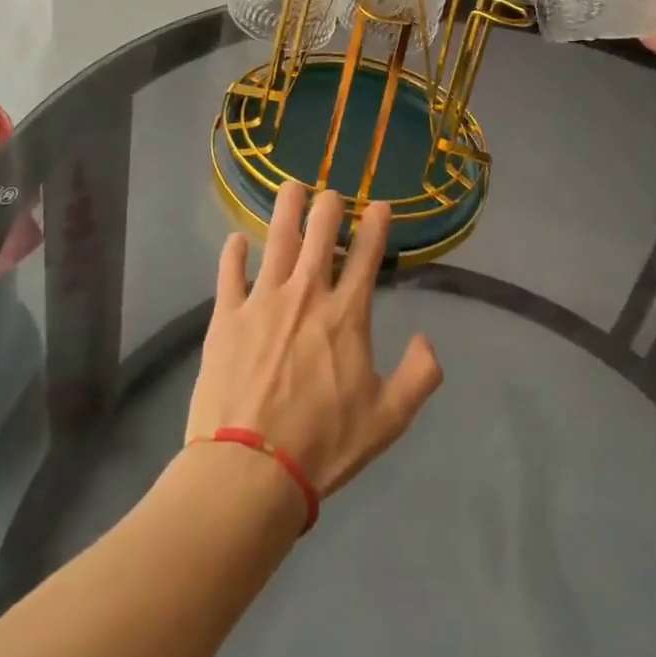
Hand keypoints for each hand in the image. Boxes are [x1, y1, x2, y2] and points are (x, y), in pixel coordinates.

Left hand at [186, 182, 442, 502]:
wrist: (250, 469)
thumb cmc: (323, 443)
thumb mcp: (388, 419)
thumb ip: (419, 376)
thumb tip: (428, 341)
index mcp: (346, 314)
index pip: (367, 255)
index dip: (376, 225)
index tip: (380, 205)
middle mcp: (307, 294)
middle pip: (319, 234)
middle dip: (329, 207)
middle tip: (332, 194)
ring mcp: (263, 300)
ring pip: (277, 240)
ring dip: (286, 210)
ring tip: (291, 187)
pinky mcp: (227, 316)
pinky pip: (230, 272)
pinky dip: (234, 253)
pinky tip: (237, 240)